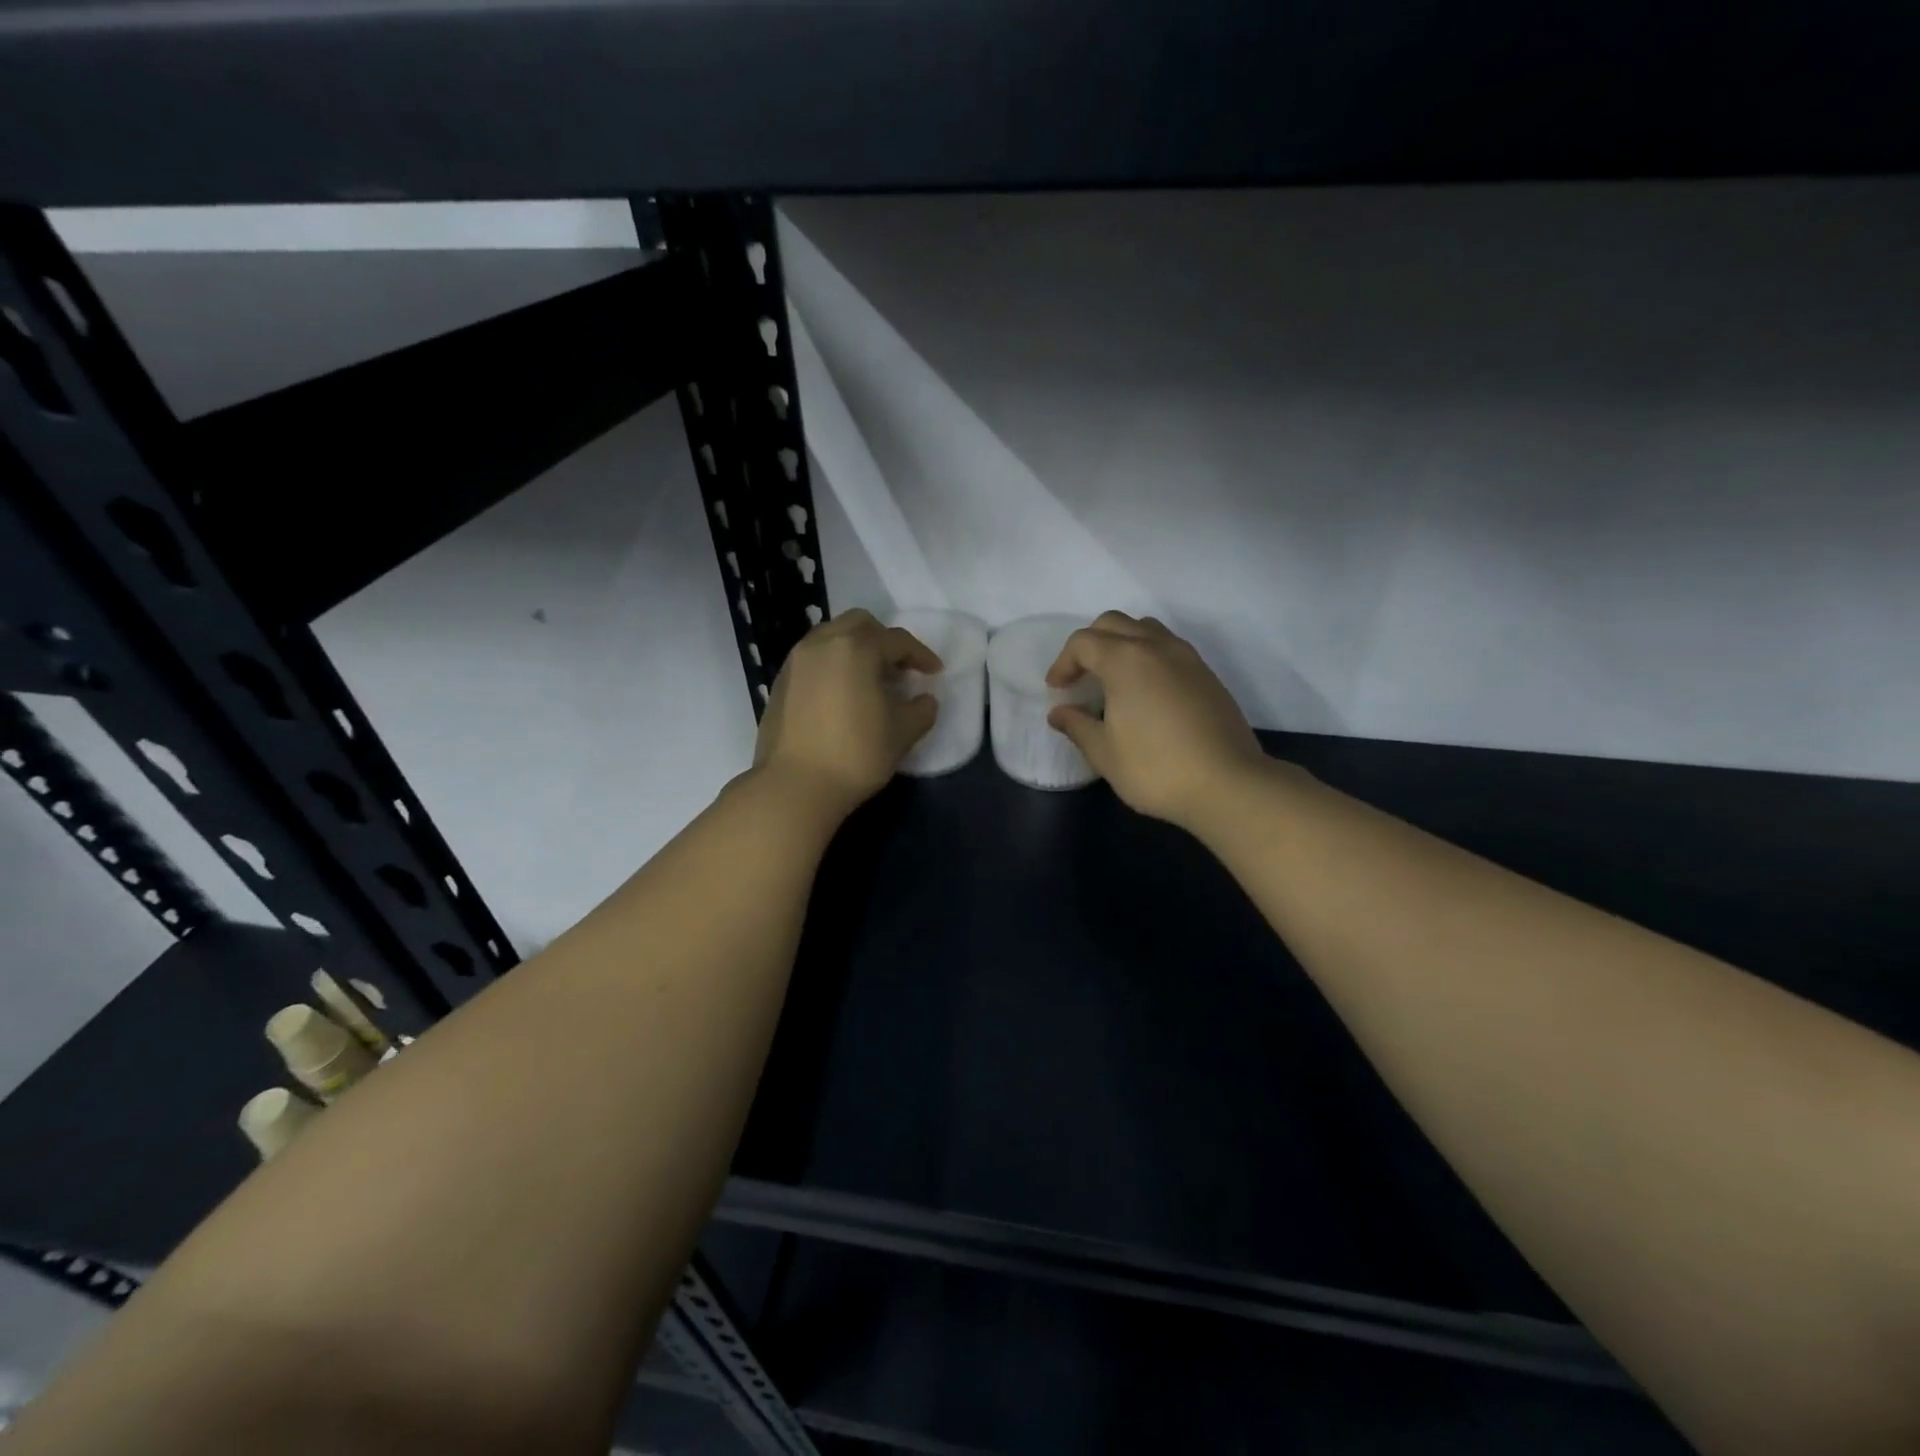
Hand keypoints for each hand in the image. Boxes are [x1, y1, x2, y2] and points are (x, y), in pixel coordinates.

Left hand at [754, 609, 940, 815]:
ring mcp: (797, 661)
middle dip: (884, 640)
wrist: (795, 786)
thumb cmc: (856, 754)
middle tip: (899, 668)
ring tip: (870, 679)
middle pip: (860, 624)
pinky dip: (833, 664)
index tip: (934, 673)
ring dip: (856, 649)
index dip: (921, 655)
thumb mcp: (902, 733)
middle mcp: (823, 644)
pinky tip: (842, 694)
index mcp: (857, 648)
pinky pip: (813, 658)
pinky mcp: (780, 682)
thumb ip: (921, 710)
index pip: (897, 640)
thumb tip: (925, 700)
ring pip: (831, 636)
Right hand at [1046, 612, 1269, 828]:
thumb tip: (1059, 713)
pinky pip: (1169, 647)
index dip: (1063, 662)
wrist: (1228, 784)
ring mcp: (1187, 658)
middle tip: (1080, 676)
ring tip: (1112, 678)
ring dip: (1121, 643)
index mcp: (1125, 660)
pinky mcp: (1207, 675)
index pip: (1083, 642)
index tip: (1057, 689)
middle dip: (1090, 643)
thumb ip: (1077, 726)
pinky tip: (1145, 691)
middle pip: (1114, 623)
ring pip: (1146, 629)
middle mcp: (1156, 646)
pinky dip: (1148, 656)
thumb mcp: (1104, 753)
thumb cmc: (1155, 768)